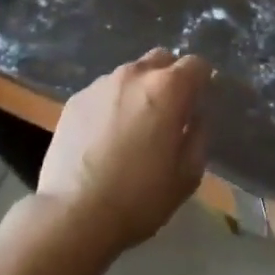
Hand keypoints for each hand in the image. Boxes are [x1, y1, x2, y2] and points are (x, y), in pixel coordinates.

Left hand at [38, 48, 211, 254]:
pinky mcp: (76, 99)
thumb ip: (199, 135)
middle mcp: (135, 75)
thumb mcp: (187, 175)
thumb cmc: (138, 198)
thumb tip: (196, 115)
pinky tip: (105, 136)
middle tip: (169, 112)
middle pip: (162, 59)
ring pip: (131, 74)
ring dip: (139, 90)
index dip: (202, 81)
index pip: (196, 64)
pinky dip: (112, 104)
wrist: (72, 216)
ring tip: (133, 126)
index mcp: (167, 88)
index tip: (200, 102)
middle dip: (171, 77)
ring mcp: (101, 84)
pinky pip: (104, 91)